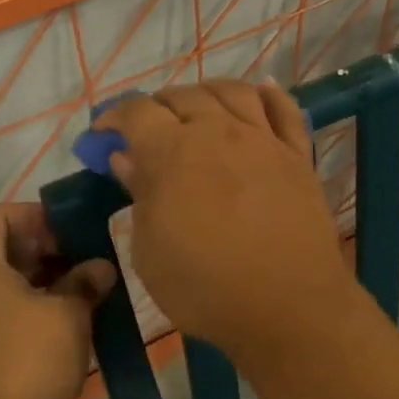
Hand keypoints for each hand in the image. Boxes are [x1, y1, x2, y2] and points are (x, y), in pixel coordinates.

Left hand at [0, 203, 116, 398]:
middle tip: (80, 263)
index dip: (37, 217)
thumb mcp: (67, 313)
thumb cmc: (26, 357)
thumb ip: (84, 282)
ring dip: (30, 282)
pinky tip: (51, 324)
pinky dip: (13, 308)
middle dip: (39, 251)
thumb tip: (100, 269)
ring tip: (73, 294)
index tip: (73, 233)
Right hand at [95, 80, 365, 362]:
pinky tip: (262, 93)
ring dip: (206, 92)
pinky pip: (286, 111)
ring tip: (196, 107)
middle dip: (156, 105)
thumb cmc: (205, 287)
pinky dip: (270, 95)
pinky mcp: (297, 156)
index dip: (113, 117)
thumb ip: (139, 195)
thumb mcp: (150, 250)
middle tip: (146, 129)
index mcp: (172, 152)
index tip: (101, 134)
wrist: (290, 307)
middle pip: (182, 95)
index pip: (136, 112)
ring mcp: (262, 140)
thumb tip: (126, 157)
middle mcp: (217, 131)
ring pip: (232, 92)